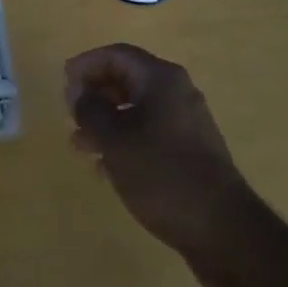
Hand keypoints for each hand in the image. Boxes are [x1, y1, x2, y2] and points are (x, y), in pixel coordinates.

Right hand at [65, 43, 254, 278]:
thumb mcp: (116, 140)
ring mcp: (187, 123)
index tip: (64, 83)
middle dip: (96, 95)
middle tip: (70, 114)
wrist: (223, 231)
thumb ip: (91, 111)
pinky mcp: (192, 153)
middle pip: (128, 80)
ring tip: (79, 145)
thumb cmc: (163, 174)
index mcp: (161, 78)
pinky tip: (106, 168)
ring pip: (138, 111)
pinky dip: (126, 142)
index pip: (117, 55)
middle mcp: (176, 92)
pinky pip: (150, 134)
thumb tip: (79, 92)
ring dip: (107, 122)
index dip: (87, 65)